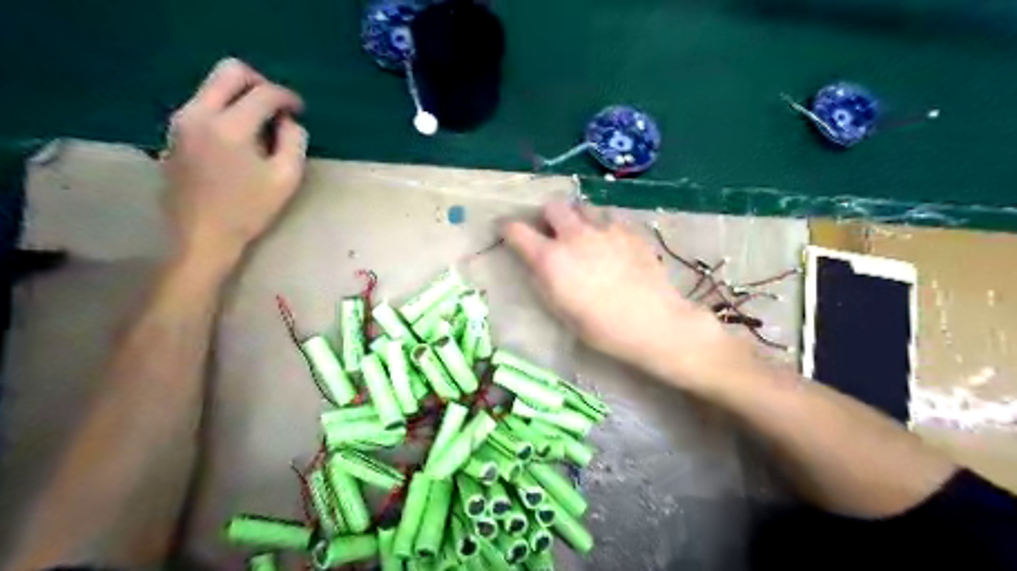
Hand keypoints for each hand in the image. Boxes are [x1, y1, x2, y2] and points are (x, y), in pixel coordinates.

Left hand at [158, 55, 306, 272]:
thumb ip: (294, 142)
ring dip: (241, 96)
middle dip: (259, 83)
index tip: (300, 110)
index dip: (287, 97)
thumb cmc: (249, 211)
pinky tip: (240, 138)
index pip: (263, 93)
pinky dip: (226, 109)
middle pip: (230, 71)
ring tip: (262, 126)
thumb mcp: (286, 179)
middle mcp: (200, 113)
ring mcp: (182, 121)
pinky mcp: (175, 132)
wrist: (202, 236)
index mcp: (230, 127)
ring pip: (213, 86)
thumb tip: (289, 121)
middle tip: (278, 107)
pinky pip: (204, 104)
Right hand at [503, 204, 734, 384]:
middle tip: (552, 233)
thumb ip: (544, 280)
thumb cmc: (602, 328)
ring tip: (584, 237)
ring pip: (583, 208)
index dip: (507, 228)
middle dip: (547, 217)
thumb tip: (538, 263)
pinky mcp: (630, 230)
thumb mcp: (561, 311)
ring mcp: (605, 229)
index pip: (517, 230)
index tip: (506, 231)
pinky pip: (609, 218)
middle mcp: (575, 236)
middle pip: (553, 206)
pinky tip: (612, 246)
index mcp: (551, 258)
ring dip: (577, 219)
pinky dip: (603, 227)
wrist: (654, 323)